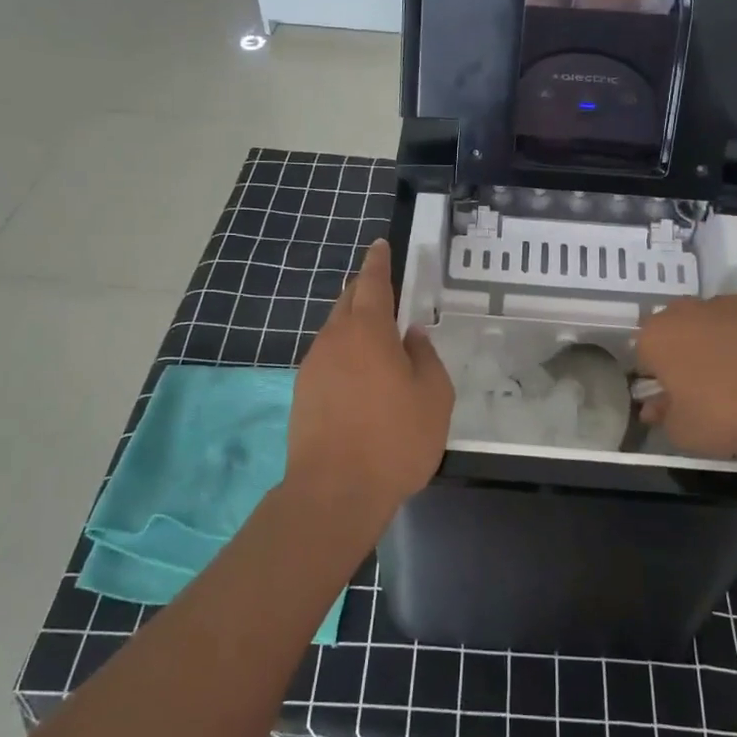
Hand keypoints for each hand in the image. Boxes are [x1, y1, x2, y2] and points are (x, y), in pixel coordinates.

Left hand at [286, 240, 452, 514]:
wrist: (334, 492)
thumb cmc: (394, 439)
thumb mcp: (433, 396)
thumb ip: (425, 357)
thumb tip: (413, 335)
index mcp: (368, 331)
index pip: (373, 283)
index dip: (378, 262)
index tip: (380, 245)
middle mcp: (334, 339)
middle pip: (348, 302)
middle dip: (365, 290)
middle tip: (384, 289)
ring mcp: (313, 366)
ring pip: (335, 331)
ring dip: (355, 325)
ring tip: (377, 339)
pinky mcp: (303, 393)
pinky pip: (328, 358)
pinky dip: (345, 354)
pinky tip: (360, 377)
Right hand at [636, 294, 736, 461]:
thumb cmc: (732, 416)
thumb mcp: (686, 432)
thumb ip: (663, 416)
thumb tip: (654, 406)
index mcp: (658, 337)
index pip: (643, 355)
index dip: (656, 379)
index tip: (673, 400)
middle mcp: (687, 310)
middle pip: (674, 330)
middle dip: (682, 353)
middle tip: (702, 387)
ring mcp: (729, 303)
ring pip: (710, 322)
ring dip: (715, 342)